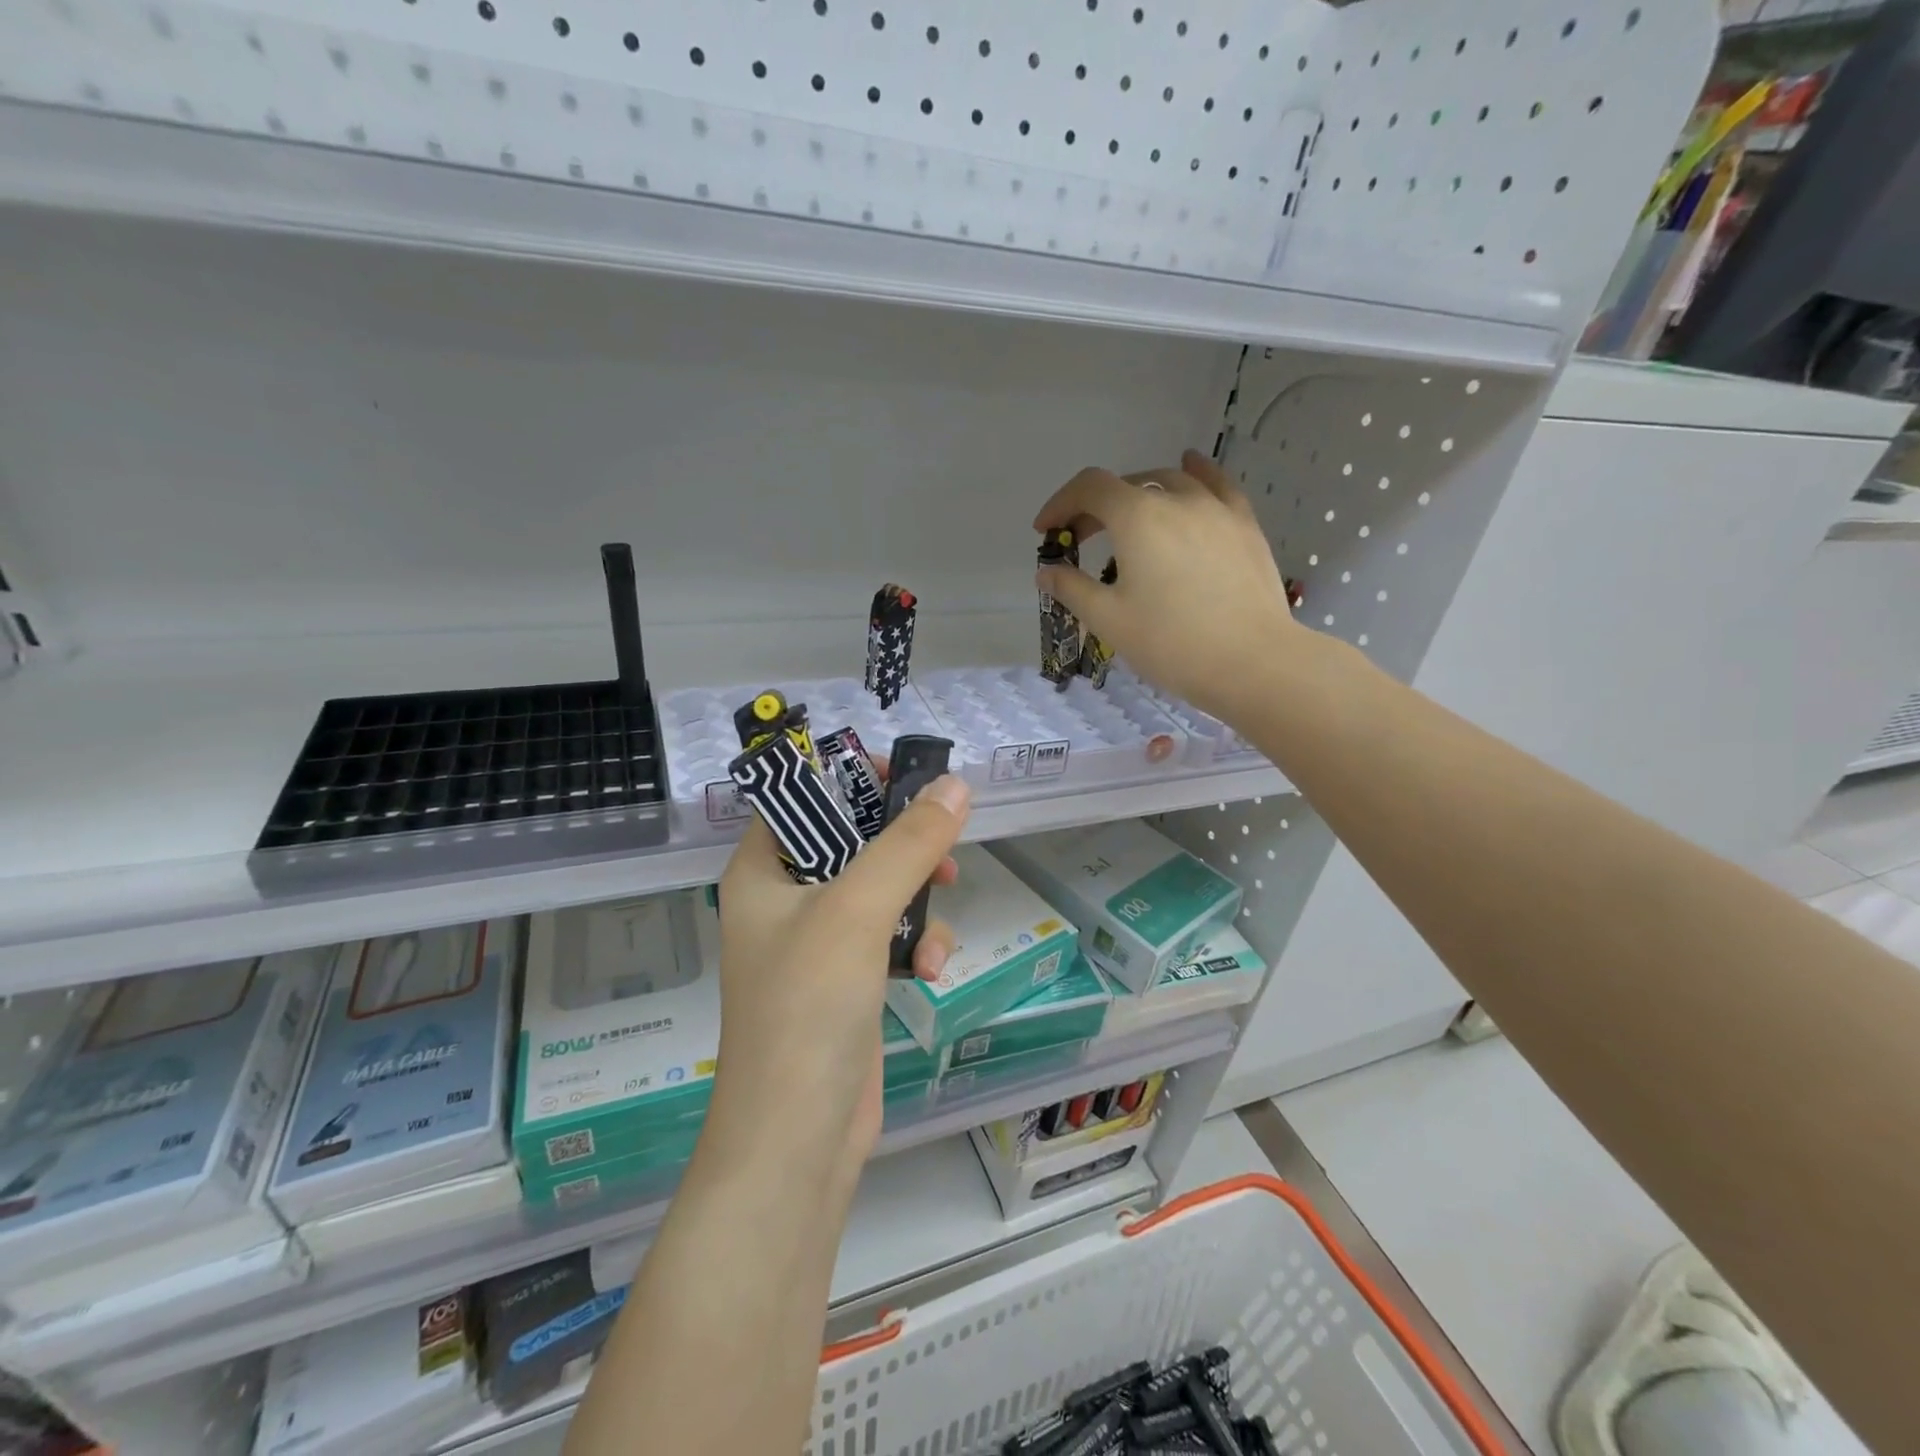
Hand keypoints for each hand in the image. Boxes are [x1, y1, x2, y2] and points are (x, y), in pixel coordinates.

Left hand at [710, 773, 970, 1170]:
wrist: (797, 1140)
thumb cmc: (807, 1008)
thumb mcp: (858, 911)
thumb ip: (908, 844)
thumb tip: (955, 786)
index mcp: (761, 872)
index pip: (800, 798)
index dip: (849, 779)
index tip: (906, 779)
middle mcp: (784, 901)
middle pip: (851, 842)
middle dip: (902, 847)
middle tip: (941, 848)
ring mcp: (818, 944)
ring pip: (881, 890)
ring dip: (918, 902)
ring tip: (935, 929)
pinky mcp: (849, 981)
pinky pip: (891, 937)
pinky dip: (916, 945)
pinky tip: (931, 972)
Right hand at [1034, 449, 1300, 722]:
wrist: (1252, 662)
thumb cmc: (1171, 643)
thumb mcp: (1109, 620)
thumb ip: (1071, 588)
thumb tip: (1046, 572)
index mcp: (1137, 518)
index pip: (1089, 488)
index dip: (1060, 504)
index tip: (1046, 532)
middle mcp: (1177, 499)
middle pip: (1126, 485)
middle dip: (1094, 507)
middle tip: (1081, 541)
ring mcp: (1216, 508)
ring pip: (1169, 482)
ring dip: (1138, 495)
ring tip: (1128, 520)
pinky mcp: (1245, 525)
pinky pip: (1216, 485)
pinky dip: (1195, 474)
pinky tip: (1190, 468)